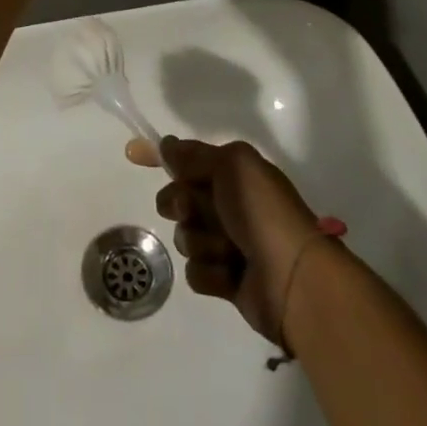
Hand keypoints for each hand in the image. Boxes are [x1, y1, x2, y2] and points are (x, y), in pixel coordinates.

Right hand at [128, 136, 318, 343]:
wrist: (294, 277)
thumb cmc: (262, 212)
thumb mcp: (232, 166)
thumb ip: (194, 155)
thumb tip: (166, 145)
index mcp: (235, 175)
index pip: (187, 160)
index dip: (160, 157)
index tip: (132, 153)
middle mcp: (230, 206)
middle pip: (178, 199)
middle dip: (180, 204)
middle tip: (192, 209)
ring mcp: (228, 244)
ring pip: (185, 237)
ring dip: (201, 242)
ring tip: (229, 250)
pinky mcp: (226, 280)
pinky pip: (196, 272)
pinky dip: (211, 272)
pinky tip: (231, 275)